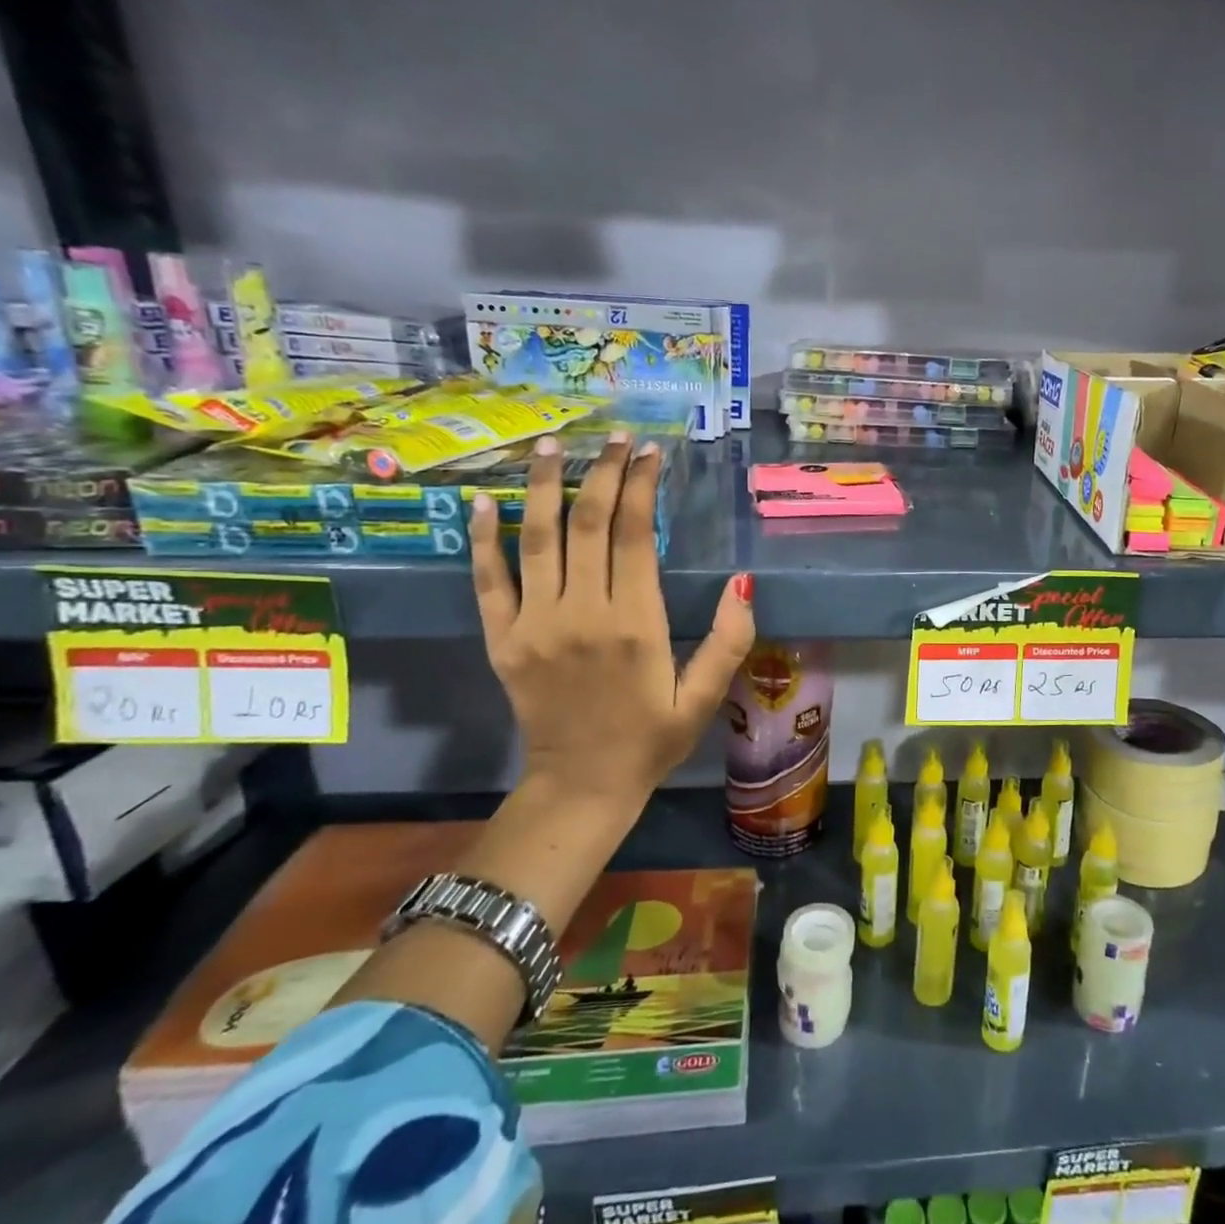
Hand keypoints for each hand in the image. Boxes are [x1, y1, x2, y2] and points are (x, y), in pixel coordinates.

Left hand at [469, 432, 755, 811]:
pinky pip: (489, 582)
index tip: (649, 452)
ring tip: (552, 446)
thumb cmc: (652, 740)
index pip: (635, 536)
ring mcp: (535, 625)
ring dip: (543, 488)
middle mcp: (582, 613)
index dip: (641, 487)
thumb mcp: (704, 697)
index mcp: (635, 624)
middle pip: (589, 525)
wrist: (582, 786)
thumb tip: (742, 582)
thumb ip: (728, 640)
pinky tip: (483, 503)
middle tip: (614, 437)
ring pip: (538, 540)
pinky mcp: (503, 641)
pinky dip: (484, 541)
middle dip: (603, 473)